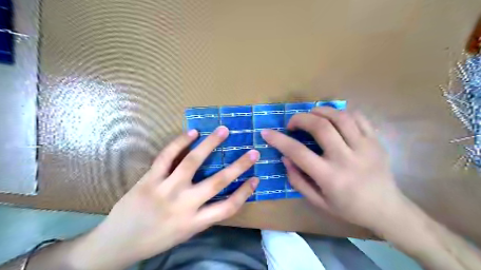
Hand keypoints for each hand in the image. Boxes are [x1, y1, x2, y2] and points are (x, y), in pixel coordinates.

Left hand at [69, 126, 258, 268]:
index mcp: (195, 222)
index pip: (228, 207)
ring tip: (223, 130)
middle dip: (239, 166)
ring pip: (192, 162)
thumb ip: (202, 214)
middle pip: (218, 182)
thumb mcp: (185, 233)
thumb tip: (219, 194)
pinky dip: (180, 142)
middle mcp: (184, 205)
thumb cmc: (155, 240)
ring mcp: (165, 189)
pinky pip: (166, 157)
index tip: (256, 179)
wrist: (116, 244)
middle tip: (253, 152)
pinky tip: (192, 132)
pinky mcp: (149, 179)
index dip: (245, 192)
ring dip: (210, 144)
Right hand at [262, 107, 402, 229]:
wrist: (387, 209)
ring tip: (311, 115)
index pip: (298, 152)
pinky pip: (358, 117)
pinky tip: (333, 118)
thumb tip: (285, 158)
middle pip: (320, 126)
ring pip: (340, 117)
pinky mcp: (376, 141)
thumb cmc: (349, 208)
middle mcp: (347, 159)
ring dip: (320, 111)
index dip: (279, 140)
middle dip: (300, 119)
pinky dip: (341, 112)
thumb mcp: (318, 202)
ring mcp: (364, 147)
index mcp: (330, 177)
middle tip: (293, 123)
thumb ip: (298, 180)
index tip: (266, 132)